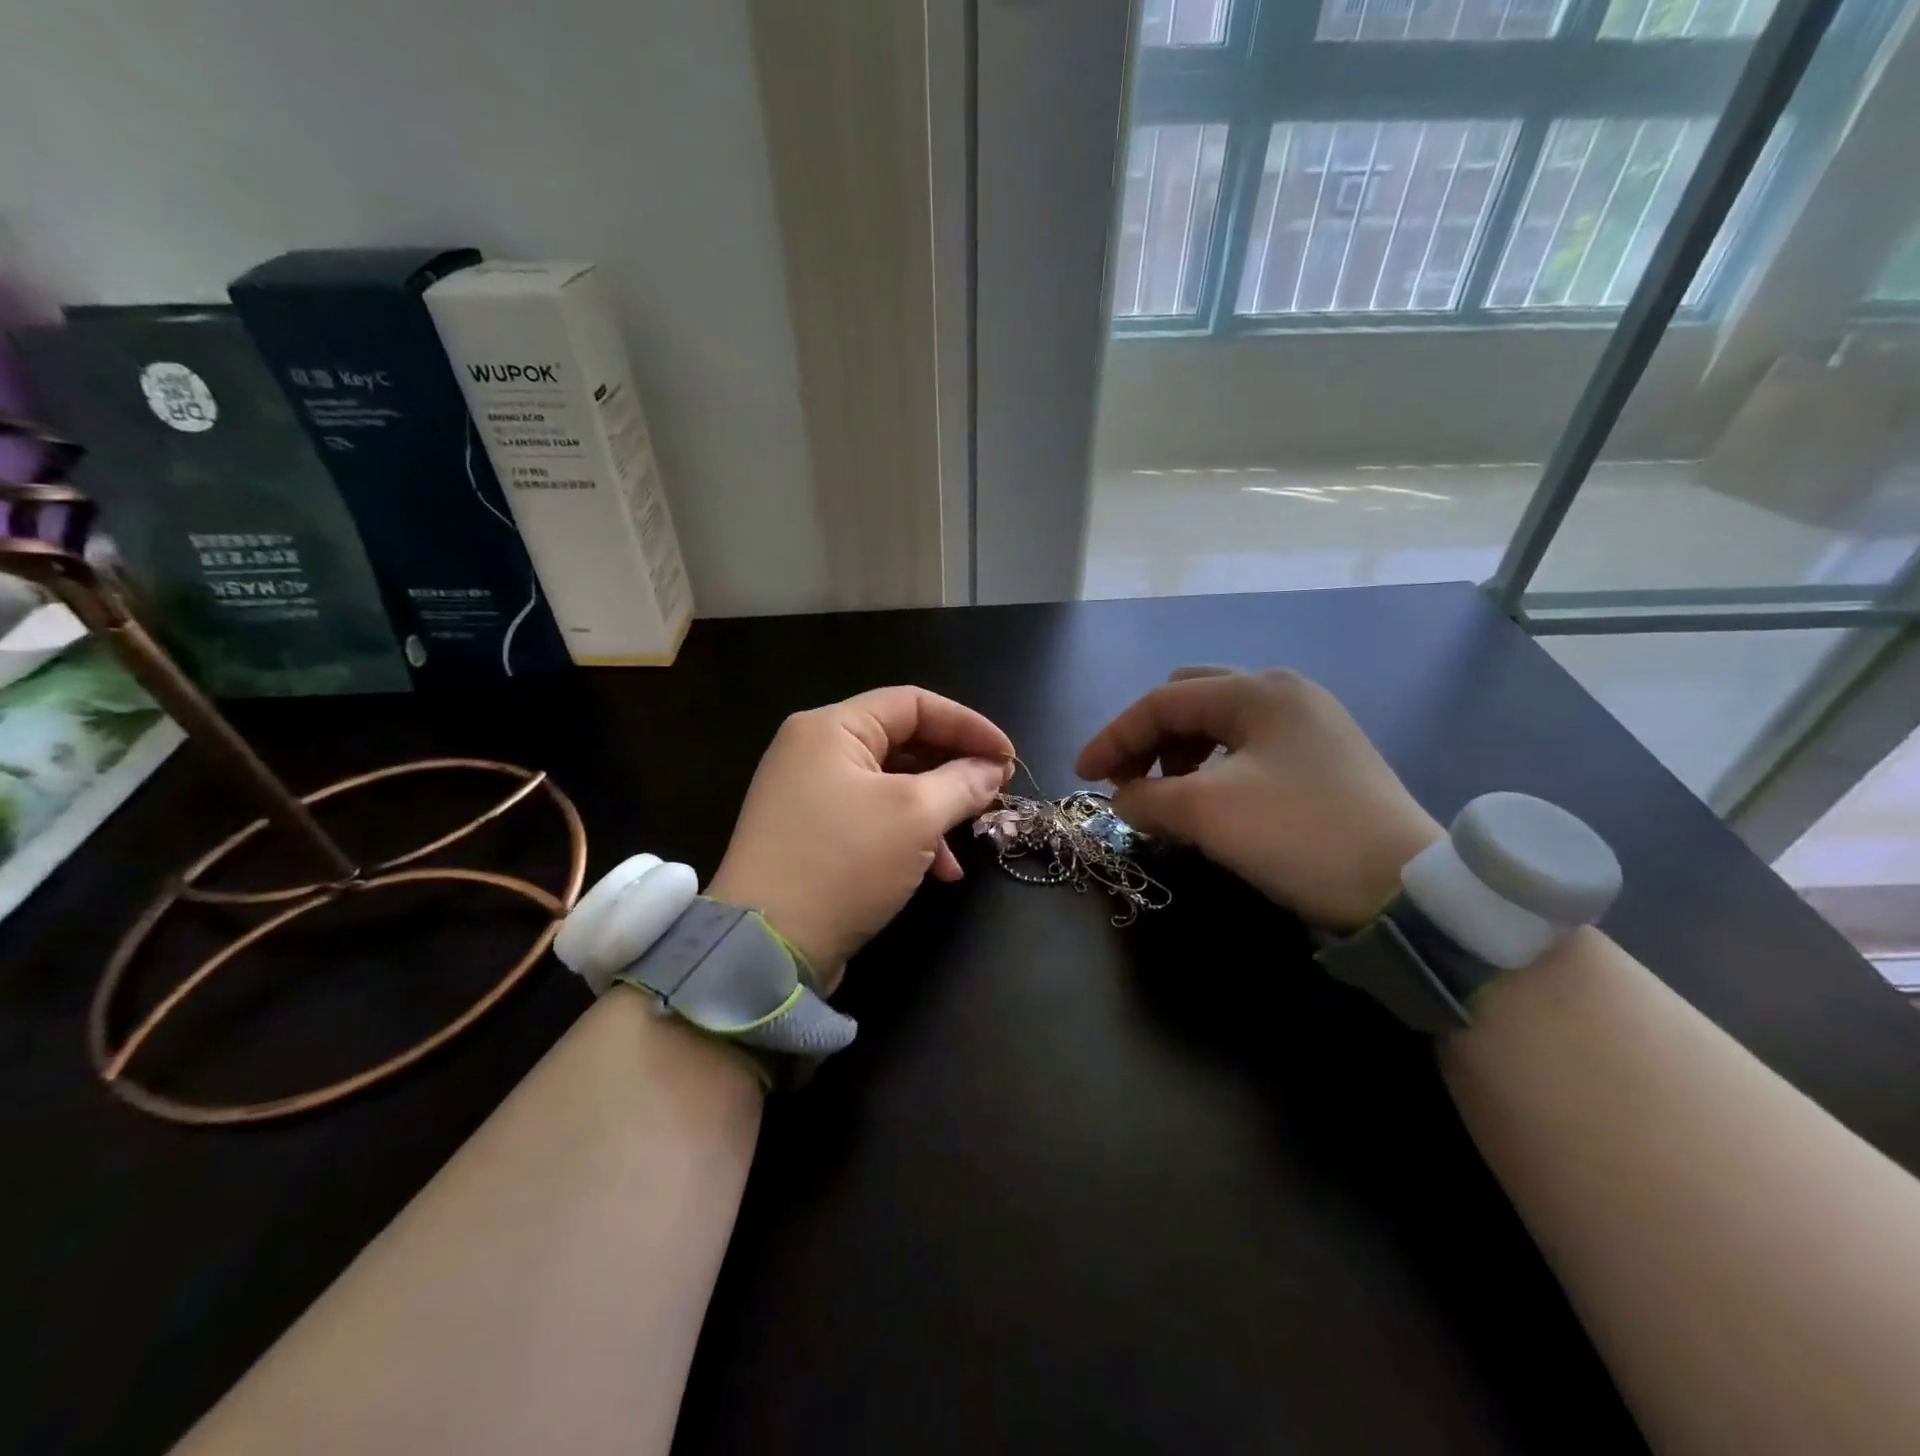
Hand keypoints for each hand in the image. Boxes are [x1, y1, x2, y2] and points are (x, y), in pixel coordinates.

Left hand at [706, 686, 1013, 989]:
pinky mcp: (812, 835)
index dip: (968, 725)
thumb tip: (992, 769)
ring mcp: (809, 795)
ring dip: (937, 808)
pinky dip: (909, 836)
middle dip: (954, 769)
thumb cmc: (843, 863)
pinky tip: (940, 872)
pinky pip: (872, 818)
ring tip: (972, 836)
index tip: (1008, 757)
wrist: (765, 949)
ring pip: (892, 785)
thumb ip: (962, 783)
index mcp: (831, 729)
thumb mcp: (915, 817)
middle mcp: (814, 752)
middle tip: (995, 793)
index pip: (913, 703)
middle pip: (903, 742)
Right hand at [1076, 667, 1442, 930]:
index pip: (1162, 702)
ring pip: (1219, 726)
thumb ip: (1146, 797)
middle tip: (1128, 781)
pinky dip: (1213, 770)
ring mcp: (1309, 725)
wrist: (1406, 890)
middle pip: (1190, 702)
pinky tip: (1209, 803)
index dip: (1113, 736)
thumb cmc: (1298, 834)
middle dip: (1149, 740)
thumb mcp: (1207, 813)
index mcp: (1258, 690)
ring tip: (1168, 798)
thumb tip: (1120, 799)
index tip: (1082, 774)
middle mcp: (1285, 694)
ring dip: (1179, 756)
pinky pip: (1247, 750)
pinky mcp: (1323, 759)